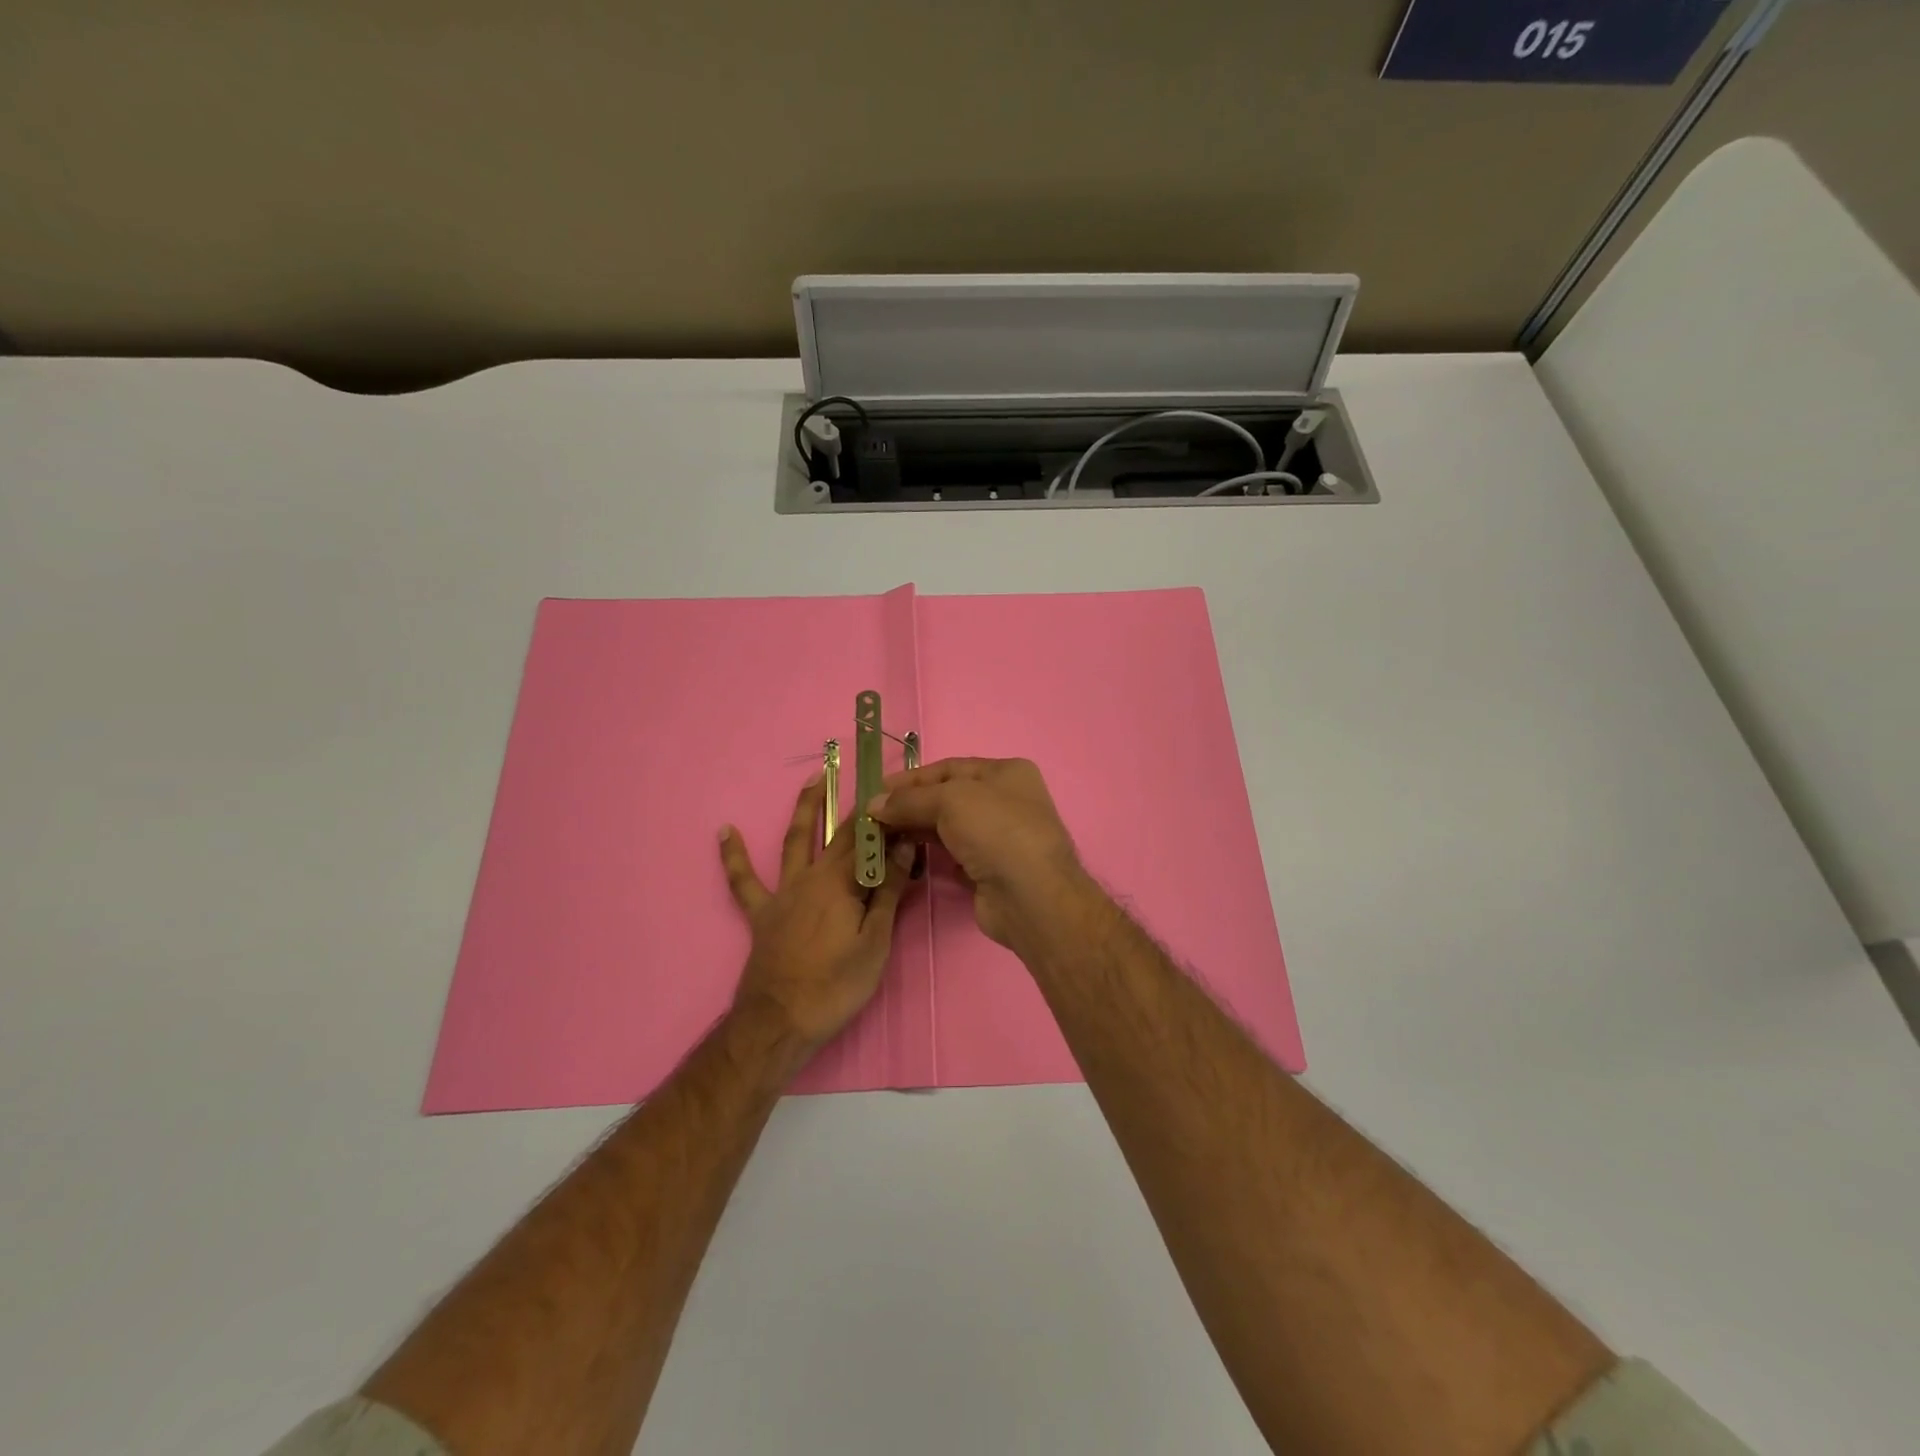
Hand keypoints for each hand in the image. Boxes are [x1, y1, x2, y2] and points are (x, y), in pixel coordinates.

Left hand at [720, 776, 914, 1052]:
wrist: (780, 1022)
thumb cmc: (836, 985)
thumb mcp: (876, 942)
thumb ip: (889, 892)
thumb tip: (904, 848)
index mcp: (842, 882)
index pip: (871, 842)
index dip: (889, 823)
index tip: (906, 804)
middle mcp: (812, 876)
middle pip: (838, 835)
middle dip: (858, 809)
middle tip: (872, 781)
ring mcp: (783, 892)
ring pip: (794, 841)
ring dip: (806, 808)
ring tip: (815, 779)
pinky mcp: (762, 913)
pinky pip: (743, 881)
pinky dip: (733, 855)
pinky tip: (724, 831)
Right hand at [867, 757, 1095, 951]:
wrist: (1030, 896)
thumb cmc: (996, 831)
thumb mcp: (950, 800)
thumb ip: (909, 800)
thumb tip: (873, 805)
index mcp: (1006, 773)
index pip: (950, 768)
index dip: (912, 778)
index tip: (877, 791)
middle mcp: (1006, 801)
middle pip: (948, 798)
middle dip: (911, 805)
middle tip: (874, 817)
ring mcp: (999, 838)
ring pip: (949, 828)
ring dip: (917, 829)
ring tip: (882, 836)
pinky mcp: (989, 871)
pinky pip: (953, 856)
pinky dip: (931, 855)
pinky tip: (907, 856)